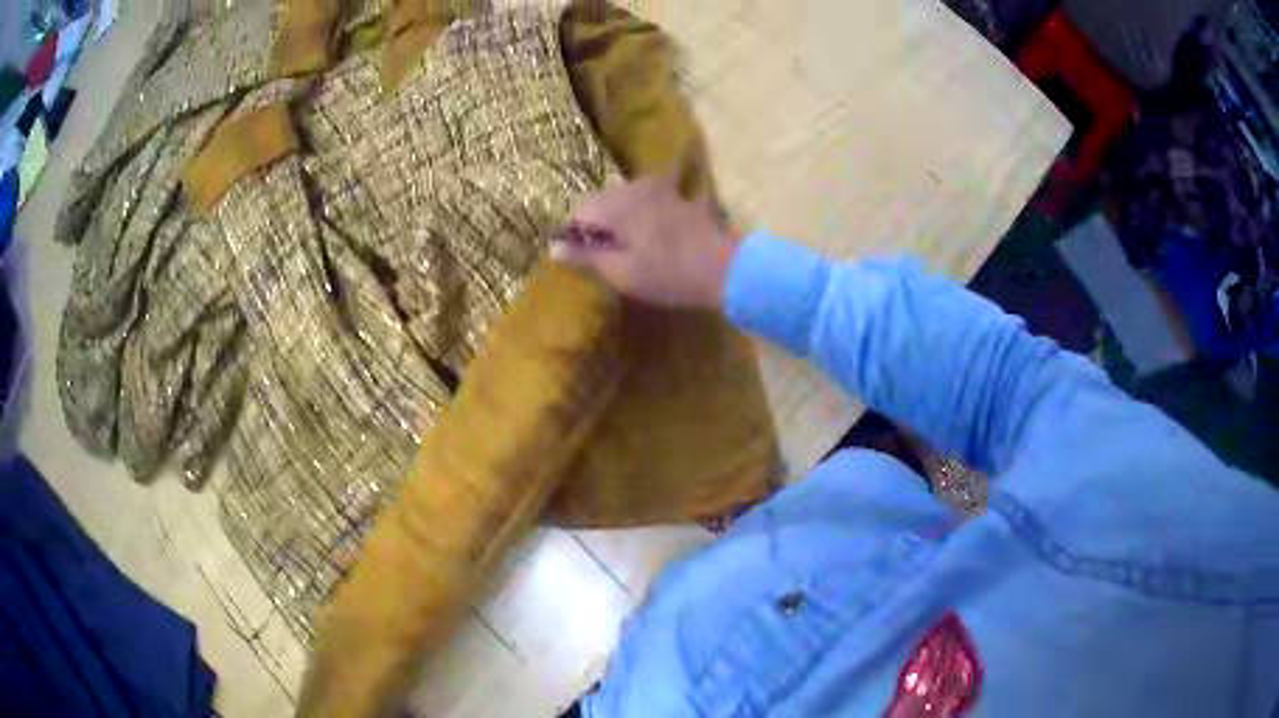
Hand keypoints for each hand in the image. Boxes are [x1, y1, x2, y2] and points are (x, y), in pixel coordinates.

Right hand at [550, 173, 739, 308]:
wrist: (725, 269)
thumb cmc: (669, 275)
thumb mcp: (621, 272)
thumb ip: (585, 256)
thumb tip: (554, 248)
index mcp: (615, 205)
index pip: (578, 211)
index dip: (573, 233)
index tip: (579, 256)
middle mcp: (633, 188)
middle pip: (600, 200)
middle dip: (595, 223)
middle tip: (602, 254)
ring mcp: (659, 188)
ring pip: (623, 197)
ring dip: (618, 216)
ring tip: (626, 246)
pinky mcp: (678, 195)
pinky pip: (647, 197)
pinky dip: (640, 211)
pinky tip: (649, 232)